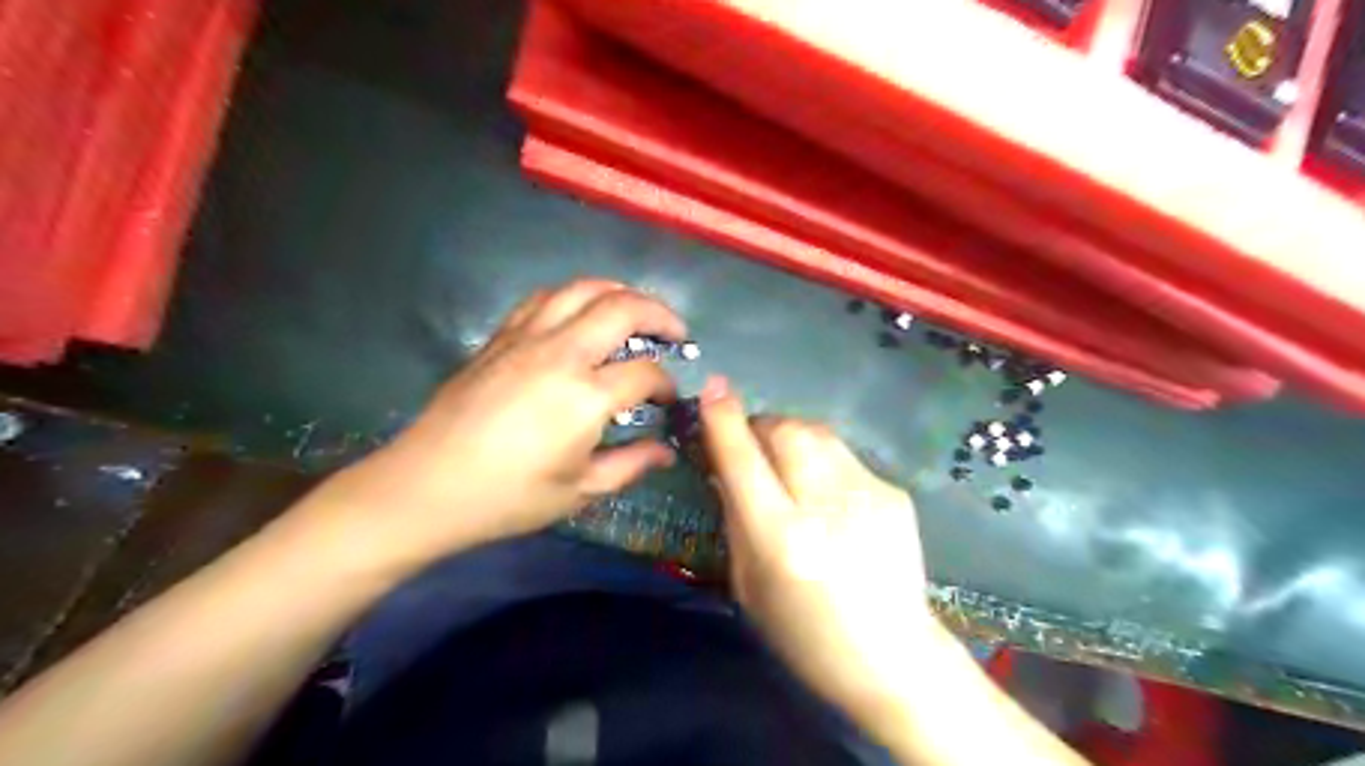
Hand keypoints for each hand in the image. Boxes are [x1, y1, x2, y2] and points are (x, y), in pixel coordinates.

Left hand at [310, 286, 693, 576]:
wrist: (425, 486)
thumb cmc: (506, 497)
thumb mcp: (579, 492)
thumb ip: (630, 465)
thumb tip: (665, 451)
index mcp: (585, 397)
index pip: (645, 373)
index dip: (667, 383)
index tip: (669, 400)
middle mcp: (560, 354)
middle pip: (622, 308)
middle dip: (660, 314)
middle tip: (676, 332)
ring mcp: (527, 338)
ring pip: (582, 289)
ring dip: (618, 293)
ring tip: (635, 311)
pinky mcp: (500, 337)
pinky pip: (544, 298)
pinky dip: (574, 296)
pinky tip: (580, 314)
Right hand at [696, 384, 945, 722]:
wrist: (894, 657)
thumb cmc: (805, 635)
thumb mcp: (748, 585)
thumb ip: (735, 518)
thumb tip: (724, 466)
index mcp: (782, 540)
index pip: (744, 461)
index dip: (724, 420)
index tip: (714, 388)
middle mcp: (826, 507)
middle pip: (786, 431)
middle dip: (761, 425)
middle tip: (752, 446)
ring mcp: (868, 495)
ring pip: (817, 433)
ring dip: (791, 437)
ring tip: (788, 465)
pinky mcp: (894, 492)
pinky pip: (844, 456)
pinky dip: (822, 463)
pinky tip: (829, 498)